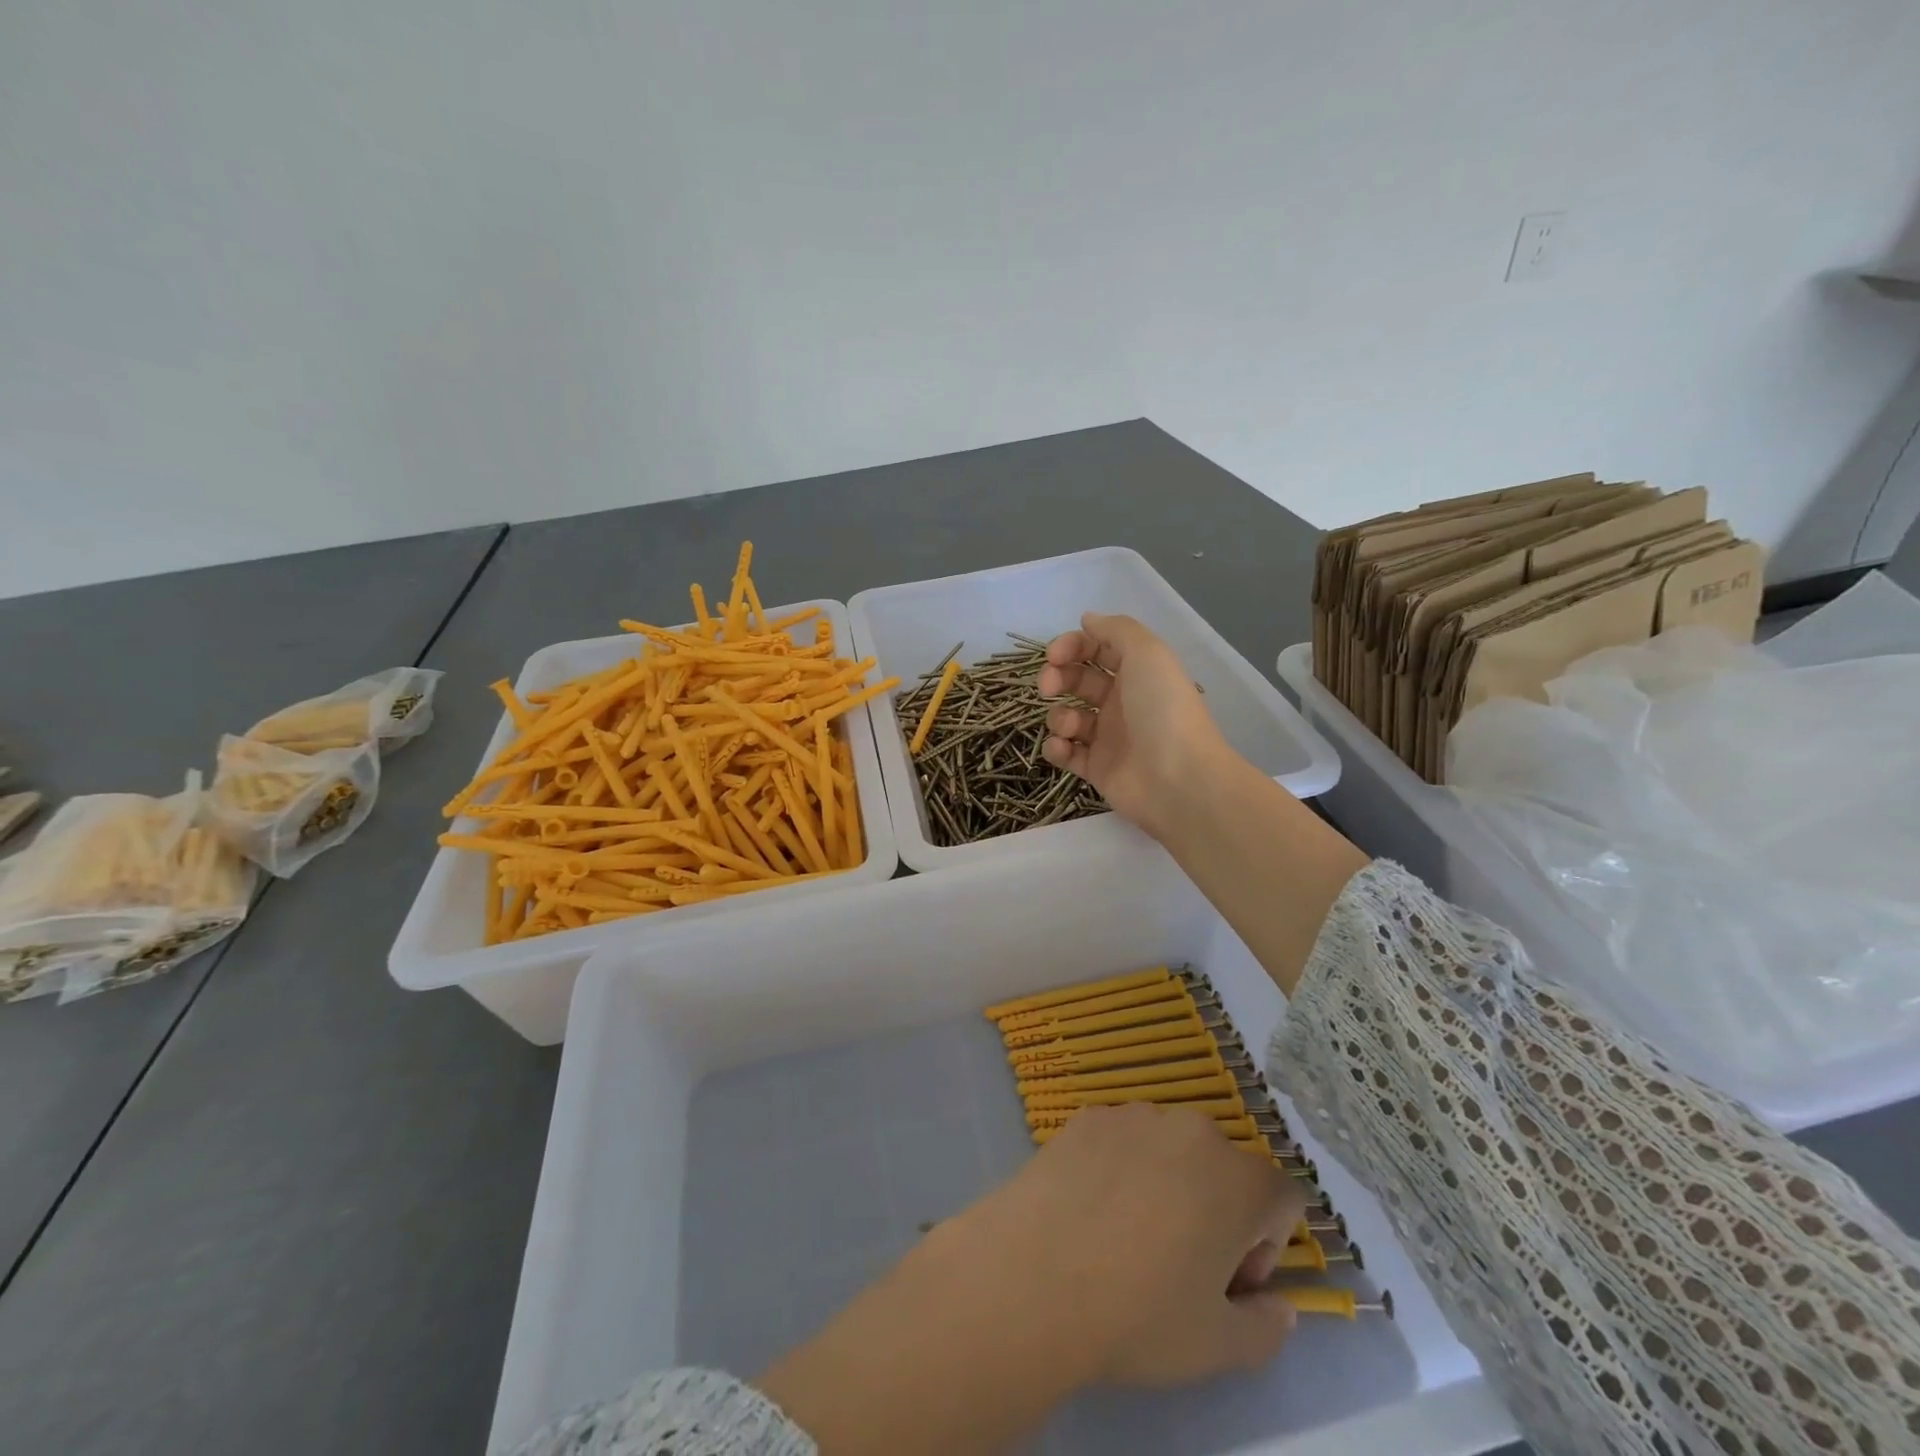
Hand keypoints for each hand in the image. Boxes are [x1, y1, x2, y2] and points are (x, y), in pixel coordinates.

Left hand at [960, 1102, 1307, 1386]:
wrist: (1034, 1275)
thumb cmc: (1139, 1315)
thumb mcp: (1220, 1348)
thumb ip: (1268, 1327)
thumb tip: (1278, 1305)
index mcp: (1240, 1179)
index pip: (1281, 1199)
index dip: (1265, 1246)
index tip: (1228, 1282)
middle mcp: (1191, 1130)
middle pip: (1224, 1168)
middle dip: (1217, 1211)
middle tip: (1179, 1262)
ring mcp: (1133, 1115)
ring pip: (1171, 1149)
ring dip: (1167, 1183)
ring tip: (1126, 1234)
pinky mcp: (1086, 1116)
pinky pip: (1122, 1140)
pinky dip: (1120, 1167)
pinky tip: (1090, 1209)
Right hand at [1039, 613, 1232, 840]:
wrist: (1178, 779)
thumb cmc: (1162, 710)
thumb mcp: (1147, 652)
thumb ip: (1116, 630)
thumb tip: (1087, 619)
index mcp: (1137, 672)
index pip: (1096, 649)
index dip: (1072, 646)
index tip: (1054, 655)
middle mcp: (1122, 701)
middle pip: (1077, 680)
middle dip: (1057, 677)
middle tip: (1048, 686)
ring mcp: (1108, 737)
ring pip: (1068, 717)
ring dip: (1057, 715)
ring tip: (1068, 726)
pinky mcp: (1097, 769)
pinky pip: (1066, 753)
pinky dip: (1057, 747)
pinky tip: (1063, 747)